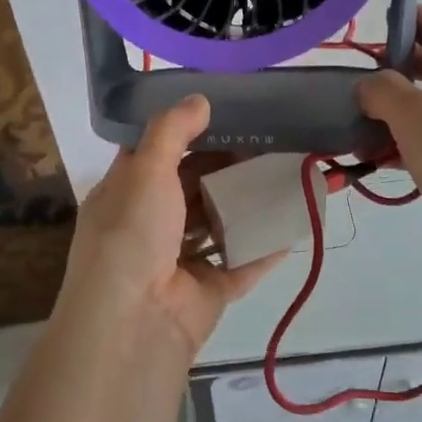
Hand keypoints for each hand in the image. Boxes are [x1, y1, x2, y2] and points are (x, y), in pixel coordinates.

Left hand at [55, 95, 283, 362]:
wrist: (134, 322)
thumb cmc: (131, 234)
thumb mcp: (144, 170)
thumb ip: (172, 131)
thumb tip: (199, 98)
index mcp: (125, 194)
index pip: (155, 155)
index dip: (186, 134)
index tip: (225, 115)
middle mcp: (150, 225)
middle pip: (192, 188)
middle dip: (226, 168)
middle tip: (268, 143)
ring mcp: (180, 261)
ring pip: (219, 225)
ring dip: (248, 204)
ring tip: (287, 175)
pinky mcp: (209, 290)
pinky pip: (243, 263)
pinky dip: (266, 246)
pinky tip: (295, 222)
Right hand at [355, 7, 421, 288]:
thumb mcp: (420, 120)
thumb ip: (384, 90)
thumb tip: (369, 86)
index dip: (399, 26)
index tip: (358, 36)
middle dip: (389, 76)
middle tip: (348, 87)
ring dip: (392, 114)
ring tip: (351, 126)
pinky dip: (406, 143)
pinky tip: (373, 157)